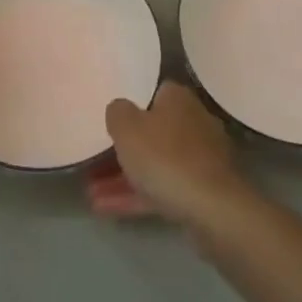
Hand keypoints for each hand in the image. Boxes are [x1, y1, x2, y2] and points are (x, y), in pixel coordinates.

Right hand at [87, 81, 250, 225]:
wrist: (210, 208)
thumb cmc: (164, 157)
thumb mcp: (126, 127)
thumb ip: (117, 112)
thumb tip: (120, 108)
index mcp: (178, 100)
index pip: (153, 92)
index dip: (130, 105)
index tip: (110, 121)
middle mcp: (194, 123)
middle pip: (153, 131)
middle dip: (124, 148)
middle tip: (94, 158)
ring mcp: (200, 159)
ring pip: (155, 163)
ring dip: (123, 176)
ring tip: (91, 191)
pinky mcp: (201, 190)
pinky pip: (162, 187)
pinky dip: (136, 196)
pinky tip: (106, 208)